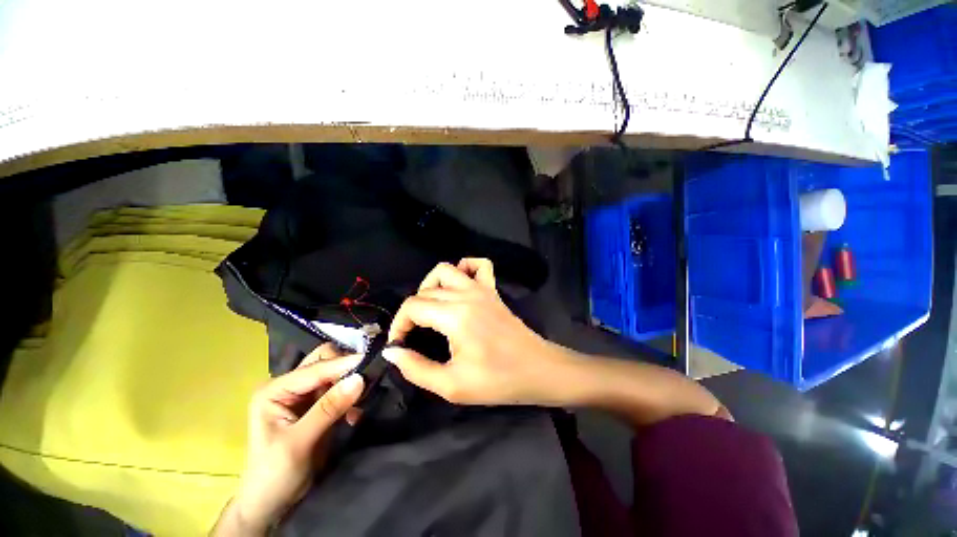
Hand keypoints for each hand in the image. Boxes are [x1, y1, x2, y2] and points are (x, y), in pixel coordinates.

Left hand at [221, 344, 363, 533]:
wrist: (271, 504)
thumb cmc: (275, 474)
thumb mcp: (299, 442)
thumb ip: (328, 408)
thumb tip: (359, 379)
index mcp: (275, 390)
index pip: (315, 368)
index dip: (343, 364)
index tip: (372, 360)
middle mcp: (290, 386)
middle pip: (324, 362)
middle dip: (347, 368)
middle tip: (367, 377)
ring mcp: (304, 395)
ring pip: (335, 374)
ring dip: (351, 382)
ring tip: (364, 397)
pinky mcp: (317, 406)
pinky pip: (340, 390)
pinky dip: (351, 397)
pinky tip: (355, 414)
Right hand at [384, 259, 571, 405]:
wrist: (538, 370)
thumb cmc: (497, 380)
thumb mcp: (451, 385)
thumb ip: (416, 368)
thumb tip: (392, 351)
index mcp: (454, 316)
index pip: (412, 306)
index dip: (398, 324)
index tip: (400, 343)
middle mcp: (466, 294)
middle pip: (425, 290)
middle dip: (411, 311)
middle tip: (414, 334)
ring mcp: (482, 289)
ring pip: (446, 270)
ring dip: (430, 285)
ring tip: (431, 308)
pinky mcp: (493, 290)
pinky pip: (479, 266)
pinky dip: (464, 268)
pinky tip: (460, 286)